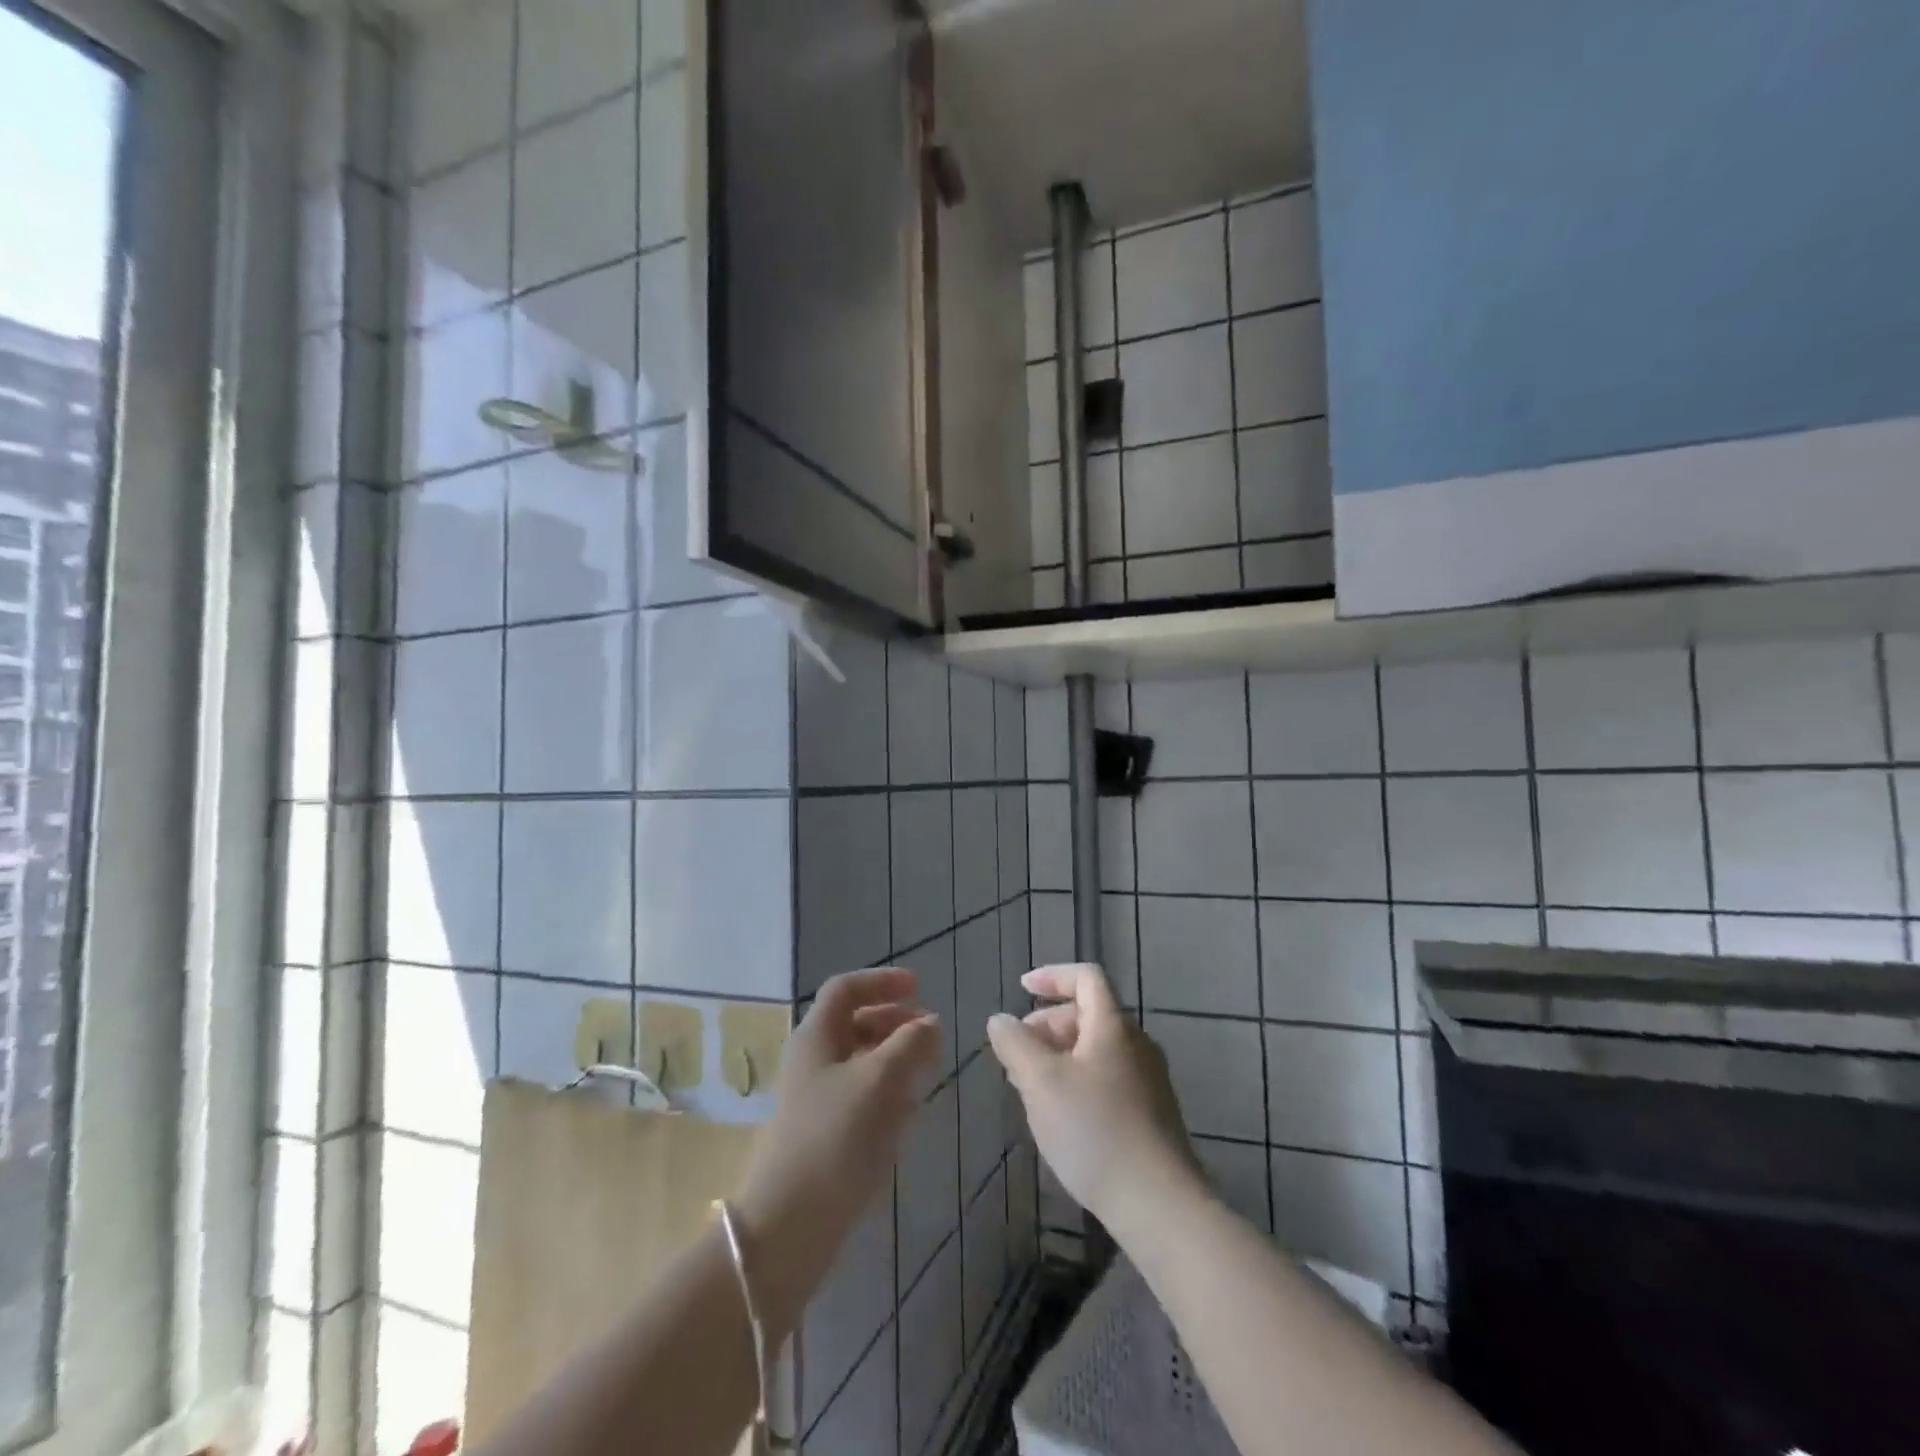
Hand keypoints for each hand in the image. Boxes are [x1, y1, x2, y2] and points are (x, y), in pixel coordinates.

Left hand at [734, 968, 939, 1334]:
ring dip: (893, 1056)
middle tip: (929, 1032)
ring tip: (926, 1069)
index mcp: (816, 1037)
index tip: (920, 987)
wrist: (790, 1224)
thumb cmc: (836, 1137)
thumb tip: (931, 1022)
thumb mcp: (880, 1080)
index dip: (882, 981)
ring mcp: (814, 1098)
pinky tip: (908, 1111)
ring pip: (858, 1060)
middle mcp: (811, 1060)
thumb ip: (910, 1043)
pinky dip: (885, 1090)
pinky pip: (858, 1095)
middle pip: (853, 1023)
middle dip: (893, 1020)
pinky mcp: (823, 1133)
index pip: (846, 989)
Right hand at [988, 963, 1201, 1235]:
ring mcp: (1148, 1080)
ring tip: (1031, 1089)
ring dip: (1059, 1056)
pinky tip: (1061, 1118)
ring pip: (1096, 1050)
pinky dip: (1078, 1080)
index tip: (1022, 988)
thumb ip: (1016, 1044)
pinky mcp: (1151, 1114)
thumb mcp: (1041, 1082)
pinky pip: (1107, 1078)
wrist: (1160, 1205)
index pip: (1086, 978)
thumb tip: (1001, 1019)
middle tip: (1018, 1053)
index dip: (1053, 975)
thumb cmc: (1094, 1131)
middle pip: (1089, 1014)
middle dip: (1048, 1024)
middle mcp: (1136, 1044)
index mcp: (1113, 1026)